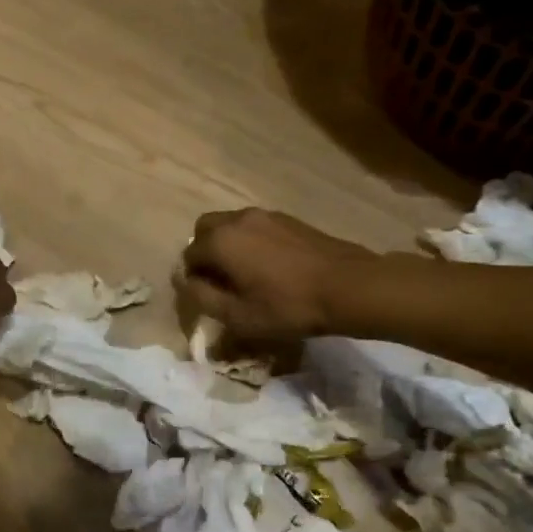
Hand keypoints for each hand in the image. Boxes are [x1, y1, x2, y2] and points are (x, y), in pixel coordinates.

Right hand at [179, 209, 379, 344]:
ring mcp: (264, 215)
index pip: (188, 257)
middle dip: (204, 254)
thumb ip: (202, 297)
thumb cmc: (288, 306)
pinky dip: (249, 242)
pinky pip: (254, 227)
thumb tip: (184, 281)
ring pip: (230, 226)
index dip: (192, 280)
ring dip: (228, 247)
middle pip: (204, 230)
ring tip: (246, 276)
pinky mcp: (288, 219)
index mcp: (220, 241)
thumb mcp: (238, 316)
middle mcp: (237, 219)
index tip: (208, 301)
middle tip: (220, 283)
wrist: (348, 286)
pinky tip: (269, 268)